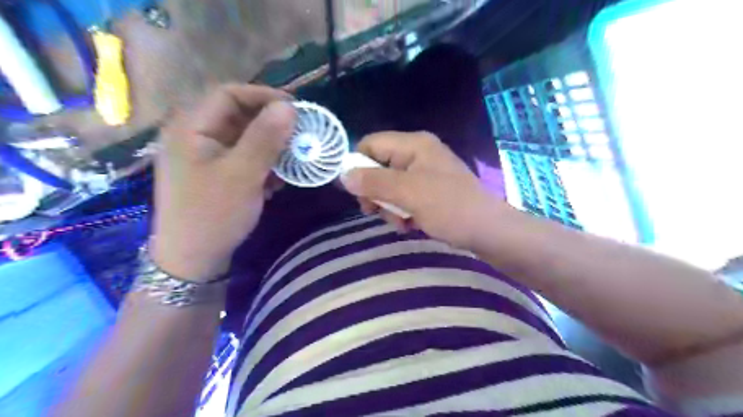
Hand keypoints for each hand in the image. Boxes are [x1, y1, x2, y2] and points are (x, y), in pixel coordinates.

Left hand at [151, 83, 294, 279]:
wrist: (192, 260)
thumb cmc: (213, 214)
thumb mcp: (243, 174)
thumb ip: (265, 138)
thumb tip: (290, 107)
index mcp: (191, 127)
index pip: (229, 94)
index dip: (264, 96)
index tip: (297, 109)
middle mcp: (195, 135)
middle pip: (238, 116)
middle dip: (272, 124)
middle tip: (300, 135)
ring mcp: (205, 156)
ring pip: (244, 138)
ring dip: (271, 146)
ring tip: (293, 160)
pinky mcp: (215, 173)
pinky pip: (243, 158)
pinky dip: (263, 163)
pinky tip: (277, 180)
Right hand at [341, 132, 504, 249]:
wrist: (488, 231)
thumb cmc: (449, 207)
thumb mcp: (408, 193)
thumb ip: (374, 182)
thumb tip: (342, 175)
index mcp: (414, 144)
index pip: (371, 144)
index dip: (358, 164)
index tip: (355, 191)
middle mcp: (417, 154)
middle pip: (378, 167)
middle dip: (375, 192)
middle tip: (375, 211)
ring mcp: (424, 174)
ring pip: (389, 186)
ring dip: (389, 207)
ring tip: (401, 222)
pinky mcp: (430, 192)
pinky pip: (404, 198)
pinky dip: (402, 212)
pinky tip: (410, 225)